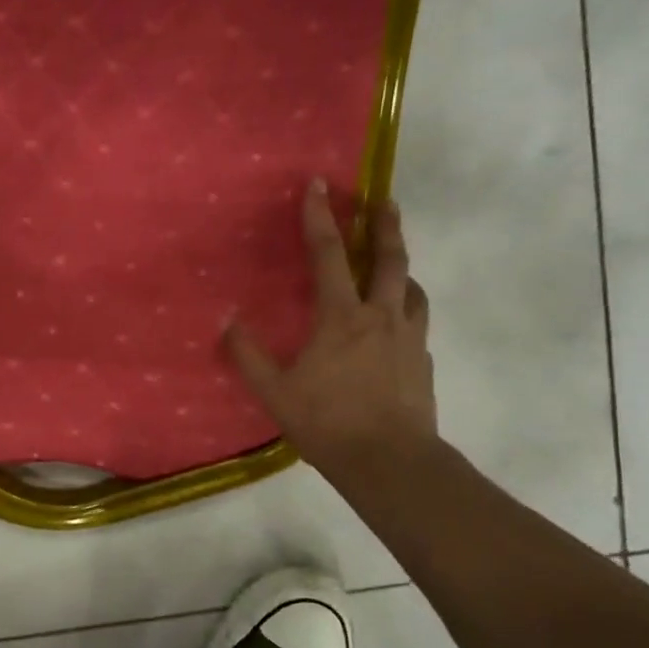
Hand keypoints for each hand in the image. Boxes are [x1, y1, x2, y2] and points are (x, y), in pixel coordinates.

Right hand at [224, 182, 436, 485]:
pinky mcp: (423, 362)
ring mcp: (408, 339)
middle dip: (384, 226)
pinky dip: (407, 307)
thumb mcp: (274, 391)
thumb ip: (247, 354)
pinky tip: (398, 322)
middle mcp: (381, 316)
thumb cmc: (327, 422)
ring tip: (394, 263)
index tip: (318, 185)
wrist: (391, 462)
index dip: (321, 218)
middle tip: (383, 201)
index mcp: (341, 318)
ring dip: (401, 267)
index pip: (329, 255)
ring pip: (412, 288)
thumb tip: (225, 319)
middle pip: (389, 260)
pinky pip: (417, 321)